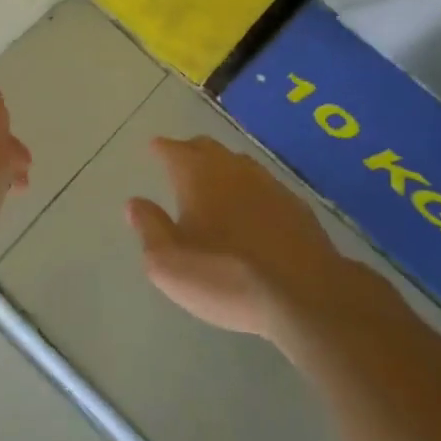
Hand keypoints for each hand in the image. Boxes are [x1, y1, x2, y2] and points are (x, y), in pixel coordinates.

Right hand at [126, 135, 350, 341]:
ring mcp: (269, 184)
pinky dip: (249, 189)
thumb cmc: (225, 275)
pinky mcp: (296, 206)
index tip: (155, 146)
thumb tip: (135, 203)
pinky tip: (251, 206)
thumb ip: (149, 228)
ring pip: (238, 163)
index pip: (174, 150)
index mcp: (197, 175)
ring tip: (214, 180)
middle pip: (208, 148)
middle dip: (191, 150)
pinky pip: (264, 186)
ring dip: (222, 167)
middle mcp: (233, 168)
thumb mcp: (168, 263)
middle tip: (181, 158)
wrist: (305, 293)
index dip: (162, 148)